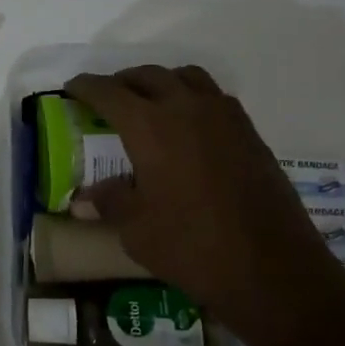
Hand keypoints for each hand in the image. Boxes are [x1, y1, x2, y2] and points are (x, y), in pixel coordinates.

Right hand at [64, 66, 344, 345]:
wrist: (273, 270)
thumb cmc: (192, 248)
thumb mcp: (137, 229)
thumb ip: (110, 202)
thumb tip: (84, 198)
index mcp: (150, 126)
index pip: (109, 92)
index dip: (86, 87)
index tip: (72, 88)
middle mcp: (187, 108)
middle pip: (148, 76)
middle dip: (123, 82)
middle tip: (107, 99)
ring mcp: (225, 118)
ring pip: (186, 78)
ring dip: (161, 83)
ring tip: (149, 104)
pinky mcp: (250, 134)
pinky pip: (214, 98)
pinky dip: (192, 99)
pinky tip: (188, 129)